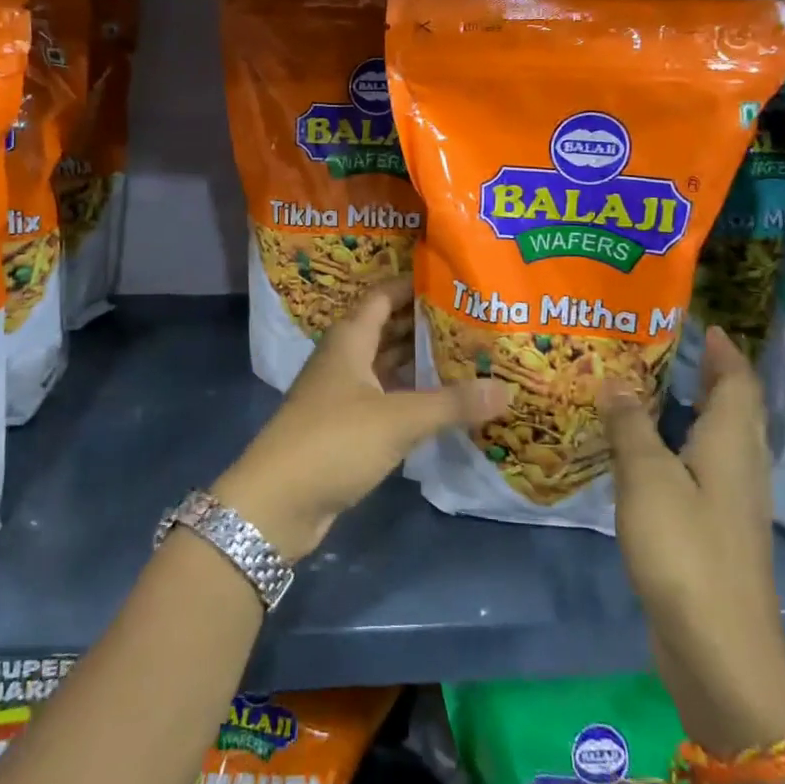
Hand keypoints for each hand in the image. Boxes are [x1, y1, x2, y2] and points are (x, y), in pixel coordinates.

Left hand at [213, 278, 511, 561]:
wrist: (277, 502)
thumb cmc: (334, 441)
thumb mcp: (398, 419)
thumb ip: (452, 403)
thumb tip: (507, 388)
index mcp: (349, 339)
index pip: (383, 296)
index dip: (414, 285)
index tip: (454, 281)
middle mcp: (344, 359)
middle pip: (387, 329)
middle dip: (426, 324)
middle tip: (474, 320)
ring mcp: (342, 394)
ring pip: (387, 366)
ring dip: (420, 361)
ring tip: (469, 356)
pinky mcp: (345, 427)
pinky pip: (385, 398)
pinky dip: (411, 395)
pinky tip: (443, 402)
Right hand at [602, 327, 784, 754]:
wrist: (719, 651)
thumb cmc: (685, 553)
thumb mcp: (647, 480)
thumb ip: (631, 427)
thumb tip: (616, 383)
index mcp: (732, 446)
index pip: (738, 383)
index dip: (724, 352)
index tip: (705, 325)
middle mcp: (741, 469)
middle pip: (736, 410)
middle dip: (713, 376)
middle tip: (672, 350)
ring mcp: (731, 505)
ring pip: (720, 442)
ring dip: (696, 411)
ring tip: (653, 391)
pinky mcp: (716, 534)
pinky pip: (702, 471)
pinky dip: (681, 448)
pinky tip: (647, 454)